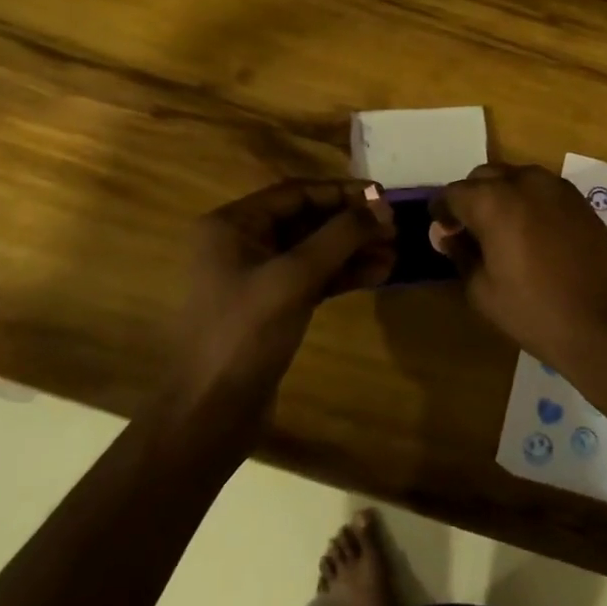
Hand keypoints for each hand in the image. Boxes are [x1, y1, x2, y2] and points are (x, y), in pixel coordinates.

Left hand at [170, 179, 394, 403]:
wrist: (211, 413)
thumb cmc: (245, 333)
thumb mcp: (294, 277)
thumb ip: (339, 236)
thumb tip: (381, 206)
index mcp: (233, 225)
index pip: (295, 193)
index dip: (341, 193)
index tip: (383, 196)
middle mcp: (242, 243)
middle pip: (307, 220)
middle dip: (351, 224)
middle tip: (395, 229)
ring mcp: (257, 277)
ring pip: (314, 251)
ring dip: (353, 250)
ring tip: (395, 254)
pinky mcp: (272, 306)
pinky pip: (313, 278)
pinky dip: (343, 275)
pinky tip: (377, 275)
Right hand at [432, 164, 606, 376]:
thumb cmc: (537, 312)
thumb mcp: (483, 291)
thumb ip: (461, 254)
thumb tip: (447, 234)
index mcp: (494, 201)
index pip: (453, 193)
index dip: (442, 212)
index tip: (442, 233)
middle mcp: (525, 181)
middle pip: (484, 177)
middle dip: (471, 199)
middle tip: (468, 233)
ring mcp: (558, 187)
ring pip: (515, 178)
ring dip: (500, 196)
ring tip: (500, 232)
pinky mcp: (581, 200)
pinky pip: (542, 190)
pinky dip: (528, 202)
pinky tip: (530, 234)